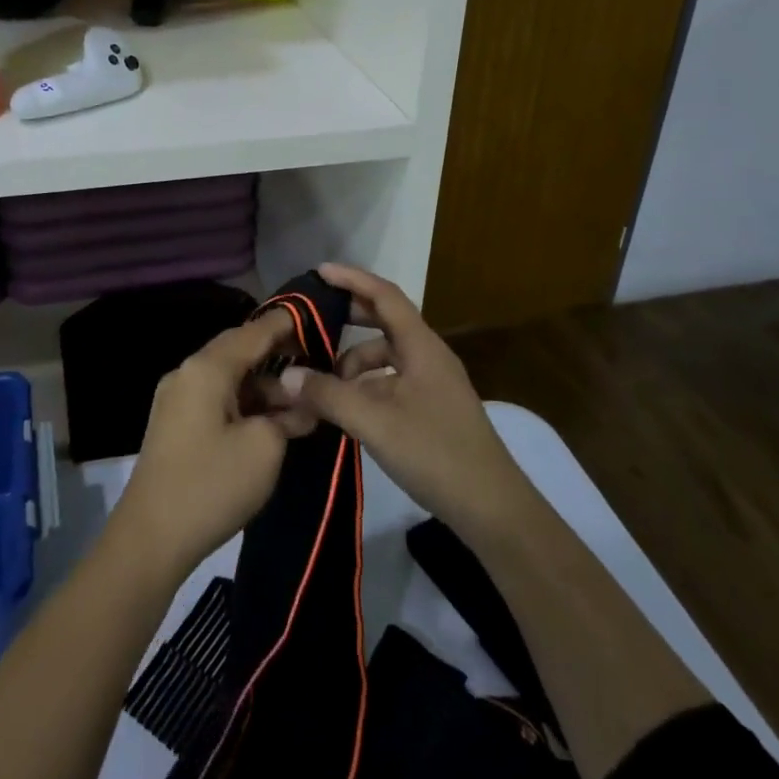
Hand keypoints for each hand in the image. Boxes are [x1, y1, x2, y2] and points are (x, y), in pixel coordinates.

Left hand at [109, 310, 299, 581]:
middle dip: (278, 356)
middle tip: (317, 361)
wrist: (150, 538)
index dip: (288, 323)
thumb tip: (301, 402)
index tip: (319, 318)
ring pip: (229, 378)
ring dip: (264, 387)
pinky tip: (272, 422)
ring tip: (301, 405)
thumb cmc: (212, 484)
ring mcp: (177, 399)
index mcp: (207, 368)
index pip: (254, 331)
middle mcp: (188, 373)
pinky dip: (245, 404)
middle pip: (239, 351)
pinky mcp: (175, 424)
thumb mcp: (265, 448)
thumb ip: (289, 415)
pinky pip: (217, 398)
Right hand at [279, 264, 535, 543]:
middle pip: (385, 322)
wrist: (492, 508)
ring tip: (321, 381)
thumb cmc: (435, 452)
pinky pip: (391, 381)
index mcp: (421, 346)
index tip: (319, 271)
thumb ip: (328, 395)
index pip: (385, 295)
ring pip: (386, 356)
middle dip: (348, 317)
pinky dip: (365, 385)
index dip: (352, 279)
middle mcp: (428, 356)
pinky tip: (345, 408)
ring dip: (353, 361)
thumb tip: (286, 376)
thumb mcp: (374, 422)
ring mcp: (433, 383)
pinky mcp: (432, 408)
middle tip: (311, 321)